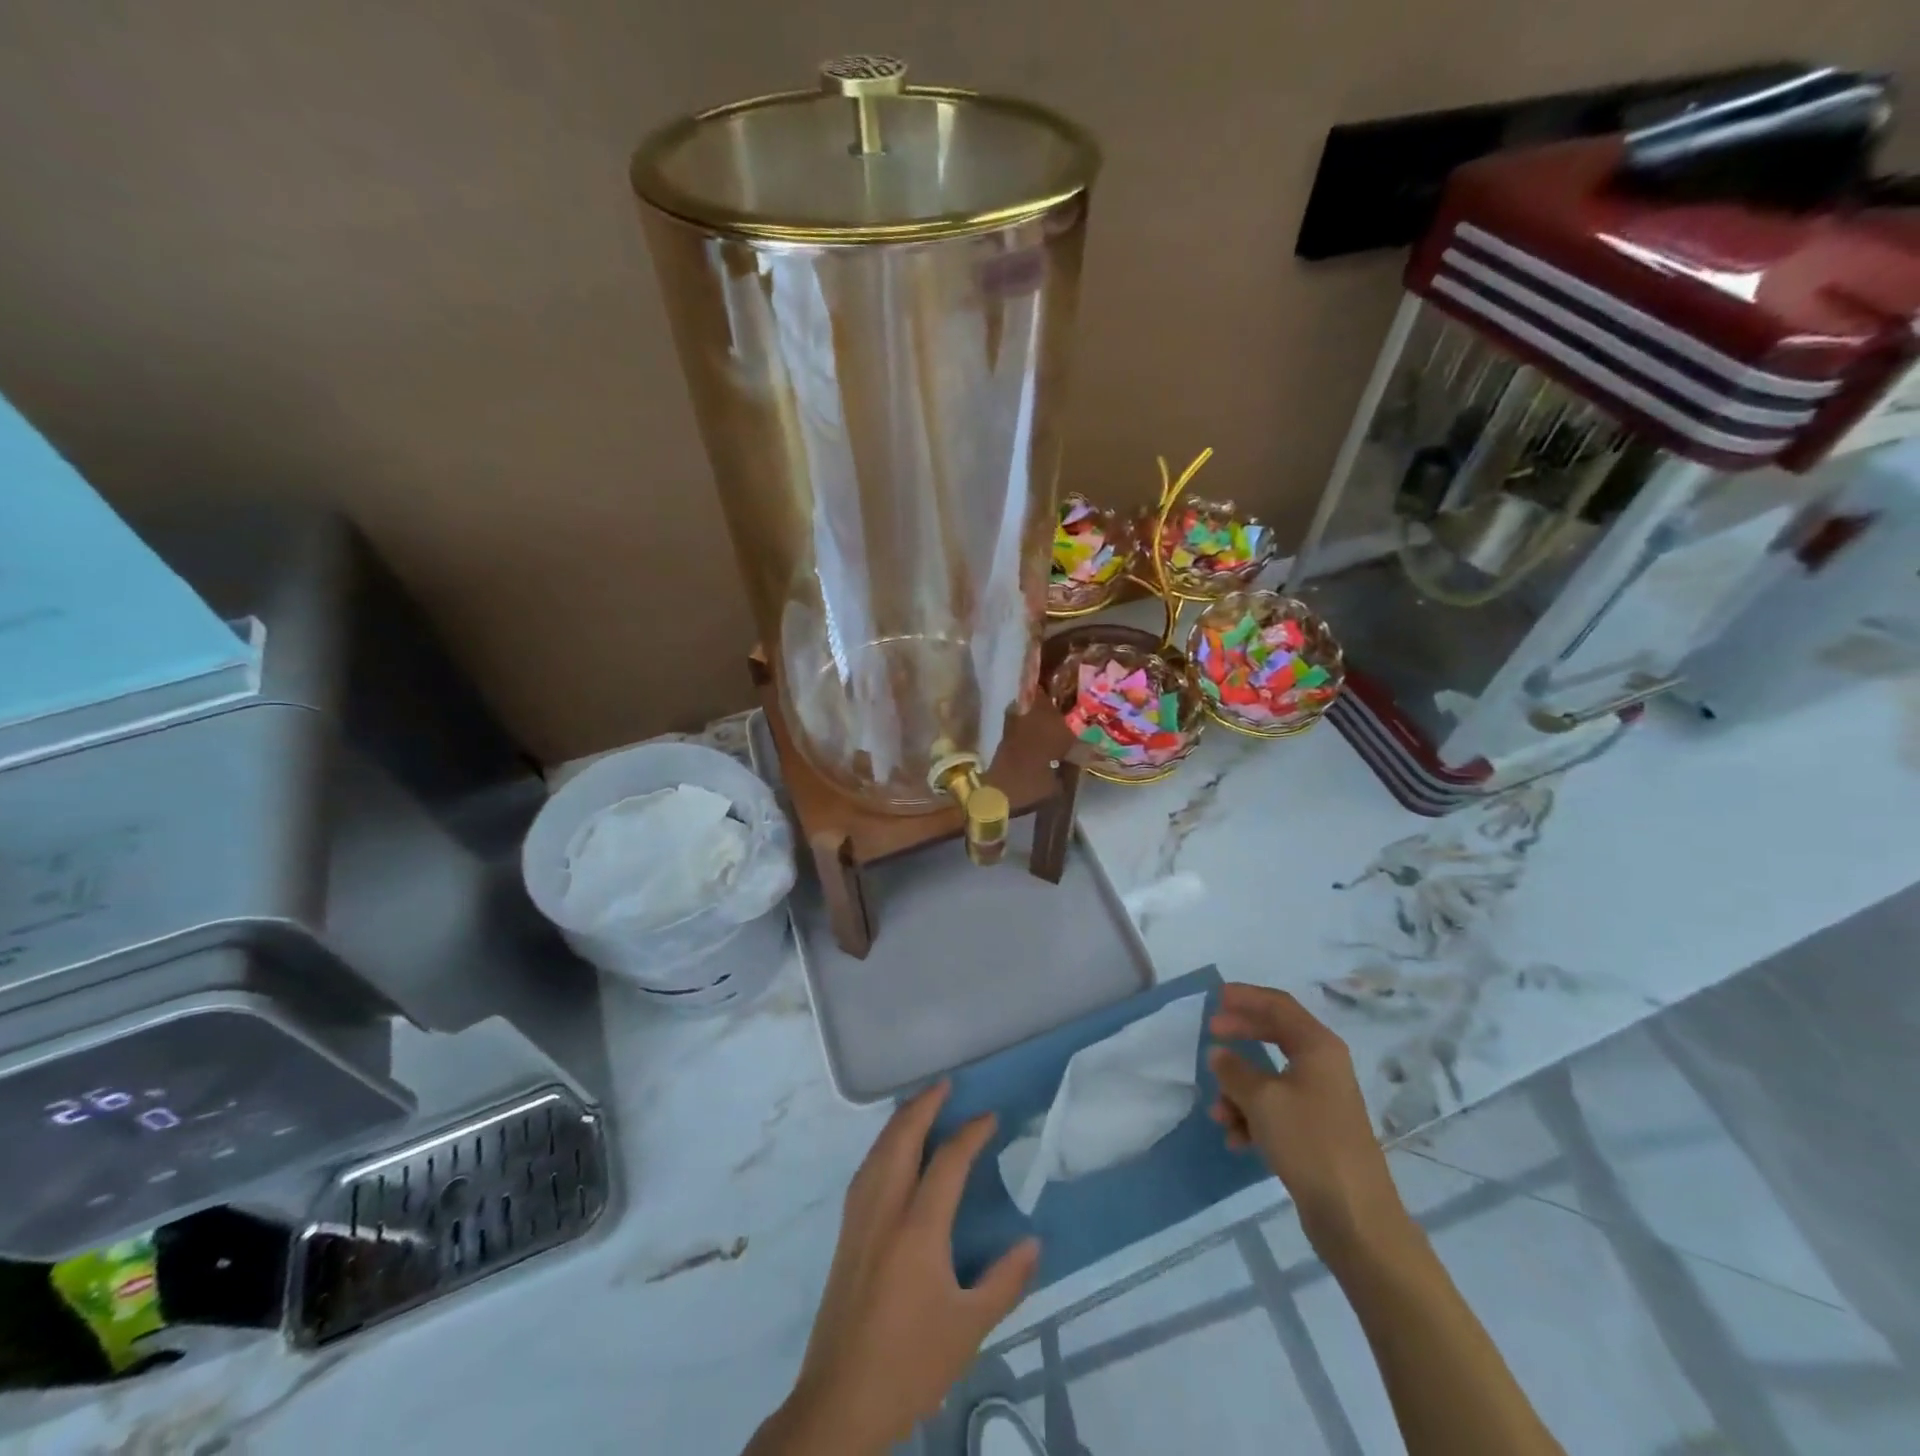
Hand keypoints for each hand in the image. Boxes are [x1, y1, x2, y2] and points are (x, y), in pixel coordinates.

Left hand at [759, 1082, 1039, 1455]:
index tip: (989, 1117)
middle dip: (923, 1105)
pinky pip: (866, 1170)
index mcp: (917, 1229)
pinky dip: (883, 1145)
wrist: (840, 1402)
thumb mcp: (969, 1328)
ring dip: (900, 1121)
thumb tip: (1033, 1241)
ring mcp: (859, 1220)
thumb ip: (1005, 1280)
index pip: (947, 1162)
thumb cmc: (910, 1364)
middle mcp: (884, 1210)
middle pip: (901, 1139)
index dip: (970, 1133)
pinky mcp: (845, 1234)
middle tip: (945, 1085)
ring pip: (878, 1151)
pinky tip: (890, 1152)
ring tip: (920, 1105)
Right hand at [1207, 984, 1411, 1262]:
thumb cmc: (1309, 1142)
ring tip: (1218, 1113)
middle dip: (1240, 1035)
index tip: (1215, 998)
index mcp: (1318, 1047)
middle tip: (1210, 1034)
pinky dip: (1252, 1117)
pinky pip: (1276, 1109)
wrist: (1355, 1216)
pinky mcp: (1316, 1131)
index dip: (1246, 997)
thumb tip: (1219, 1053)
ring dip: (1239, 1089)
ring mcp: (1321, 1100)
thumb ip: (1234, 1070)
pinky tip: (1236, 1139)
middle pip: (1275, 1035)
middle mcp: (1323, 1066)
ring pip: (1270, 1078)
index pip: (1278, 1005)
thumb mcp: (1261, 1100)